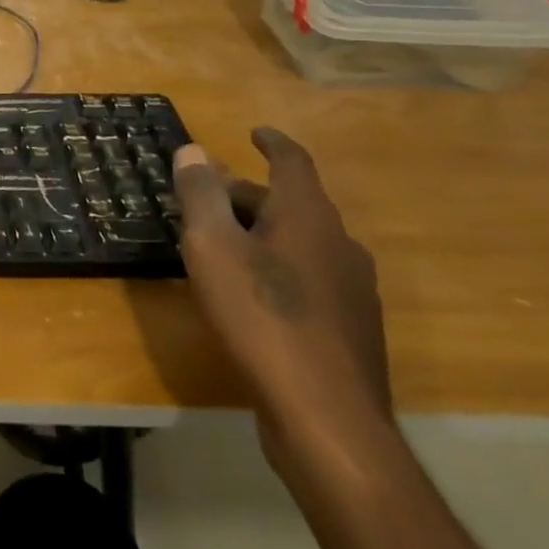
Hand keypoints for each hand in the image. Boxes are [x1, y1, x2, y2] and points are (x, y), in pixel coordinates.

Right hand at [173, 127, 392, 476]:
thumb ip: (201, 195)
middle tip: (207, 201)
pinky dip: (278, 268)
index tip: (255, 132)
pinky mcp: (351, 328)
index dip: (273, 143)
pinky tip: (252, 296)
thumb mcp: (212, 247)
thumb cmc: (261, 317)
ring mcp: (353, 289)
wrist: (326, 416)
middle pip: (292, 204)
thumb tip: (195, 151)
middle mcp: (339, 244)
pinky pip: (310, 277)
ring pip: (301, 242)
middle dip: (248, 195)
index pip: (293, 163)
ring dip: (263, 233)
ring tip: (222, 248)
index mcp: (308, 217)